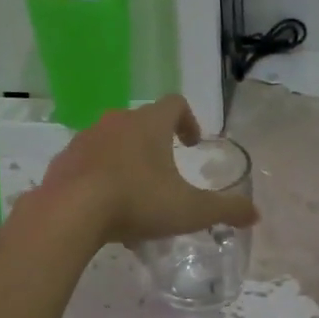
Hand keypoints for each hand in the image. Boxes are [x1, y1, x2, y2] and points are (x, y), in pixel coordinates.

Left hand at [39, 96, 259, 248]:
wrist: (70, 214)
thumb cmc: (138, 202)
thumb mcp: (191, 210)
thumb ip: (226, 210)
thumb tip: (256, 214)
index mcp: (149, 124)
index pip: (175, 104)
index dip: (188, 121)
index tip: (192, 145)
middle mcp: (116, 122)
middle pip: (141, 122)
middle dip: (156, 145)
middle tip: (166, 174)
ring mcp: (85, 140)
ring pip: (113, 142)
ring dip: (127, 161)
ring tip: (135, 195)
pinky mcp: (63, 162)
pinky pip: (88, 163)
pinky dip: (100, 177)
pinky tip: (105, 208)